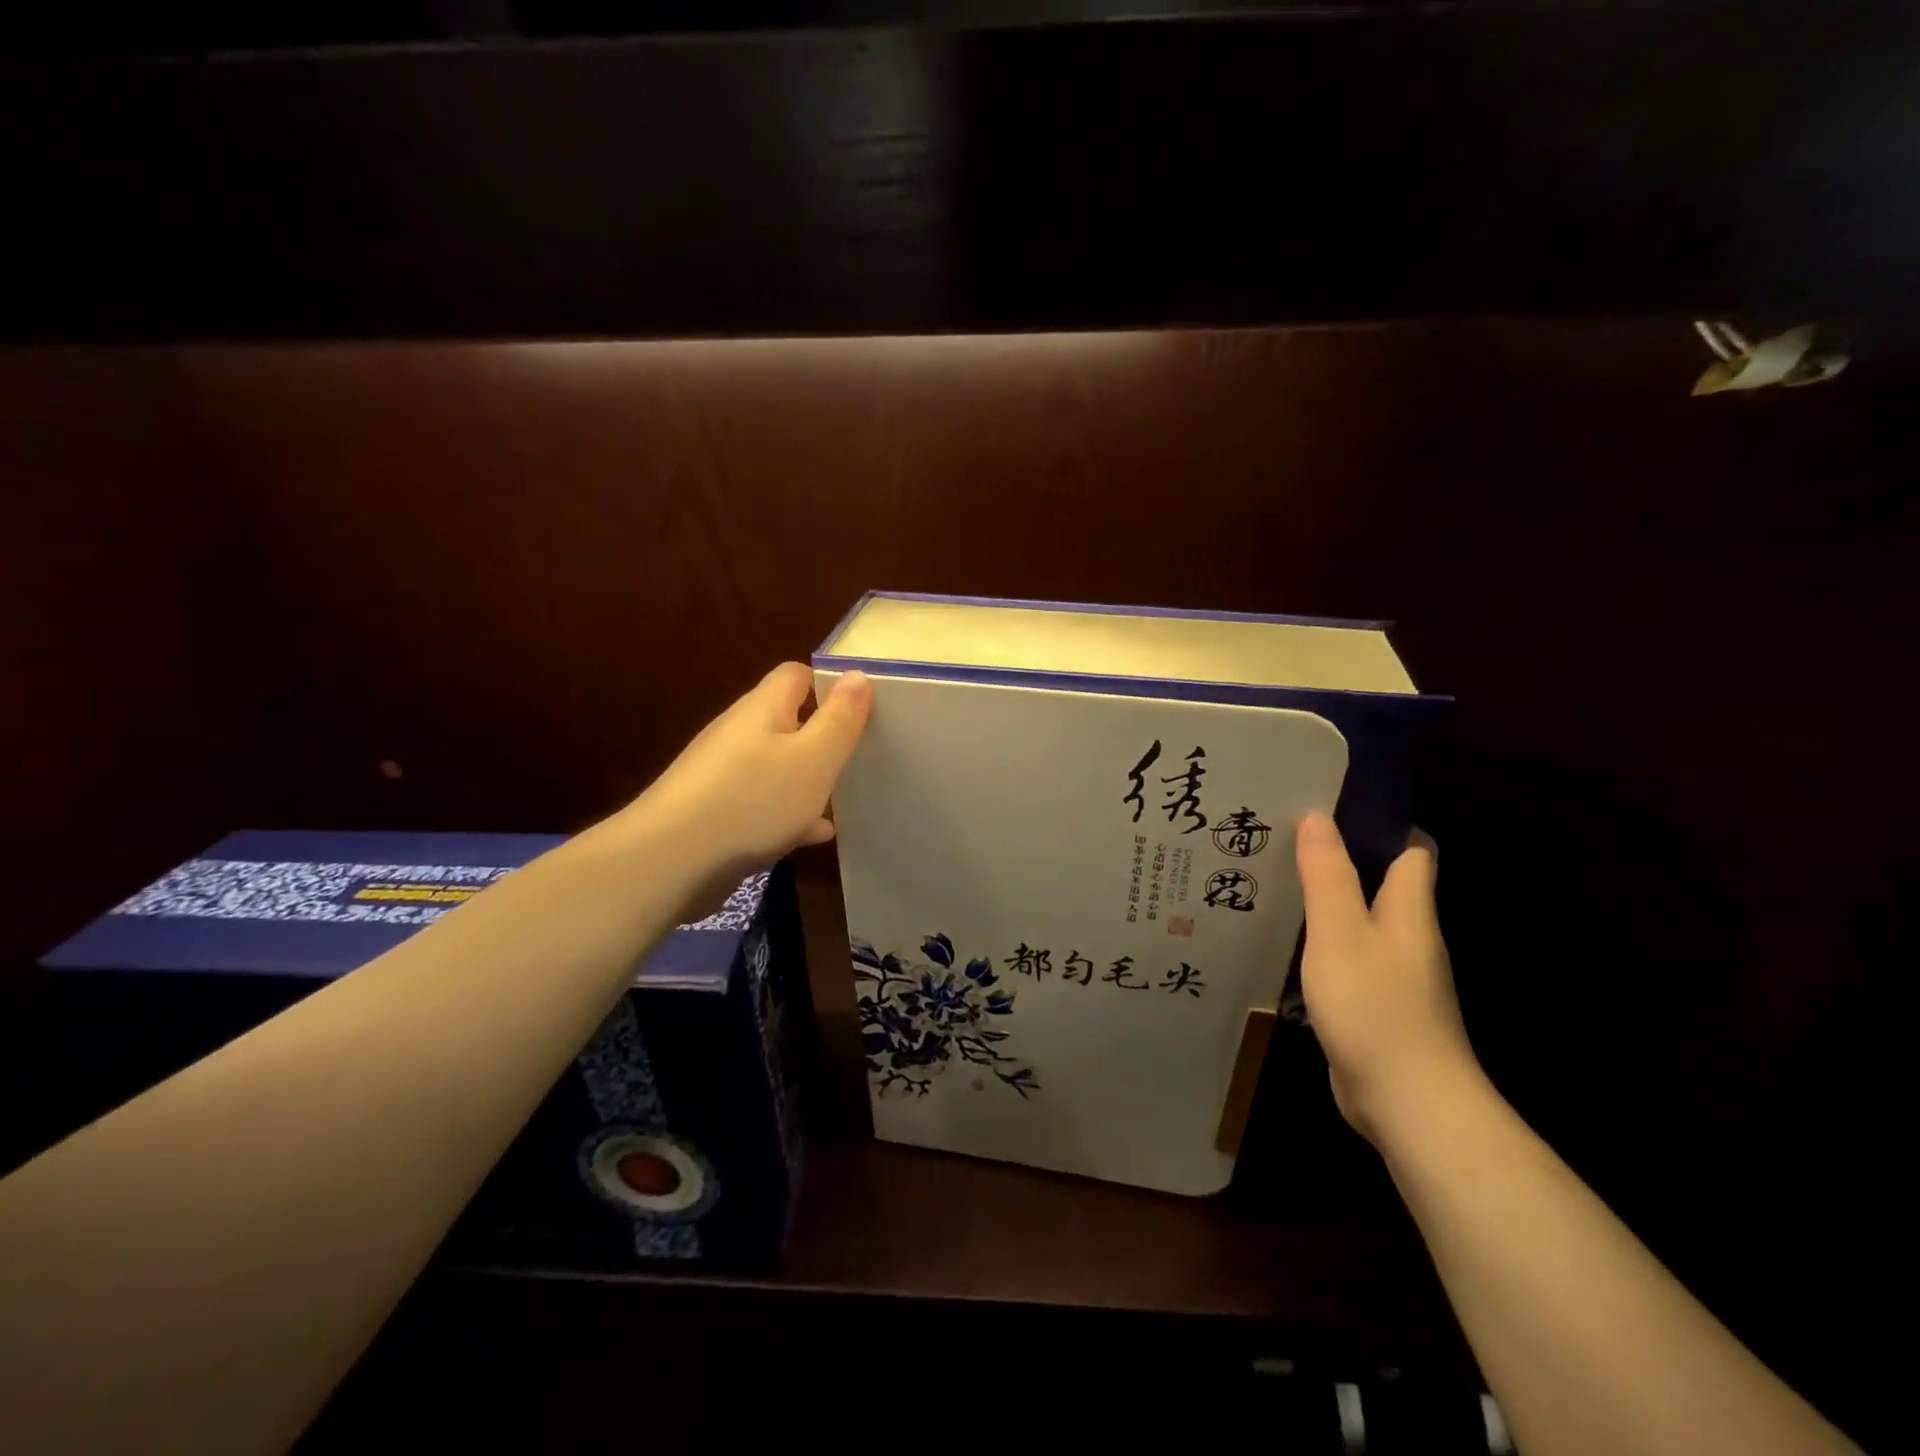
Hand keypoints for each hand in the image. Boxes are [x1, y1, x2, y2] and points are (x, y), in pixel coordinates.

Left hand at [627, 664, 872, 882]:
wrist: (669, 862)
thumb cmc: (753, 800)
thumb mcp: (813, 758)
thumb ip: (839, 718)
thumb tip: (857, 673)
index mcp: (762, 709)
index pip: (795, 675)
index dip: (828, 685)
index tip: (860, 710)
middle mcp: (738, 733)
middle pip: (785, 720)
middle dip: (821, 735)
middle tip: (857, 756)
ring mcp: (721, 774)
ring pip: (775, 765)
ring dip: (806, 778)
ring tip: (841, 797)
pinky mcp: (713, 813)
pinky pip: (761, 803)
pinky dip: (788, 813)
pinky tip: (812, 835)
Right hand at [1295, 812, 1479, 1145]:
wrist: (1408, 1103)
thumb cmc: (1375, 1007)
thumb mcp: (1341, 934)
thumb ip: (1328, 877)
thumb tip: (1317, 817)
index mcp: (1409, 911)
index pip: (1412, 851)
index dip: (1381, 824)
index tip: (1333, 804)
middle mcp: (1408, 937)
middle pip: (1381, 884)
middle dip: (1340, 859)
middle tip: (1285, 839)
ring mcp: (1393, 975)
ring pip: (1360, 921)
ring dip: (1325, 901)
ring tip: (1274, 882)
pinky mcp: (1374, 1005)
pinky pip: (1346, 957)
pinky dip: (1320, 942)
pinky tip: (1284, 942)